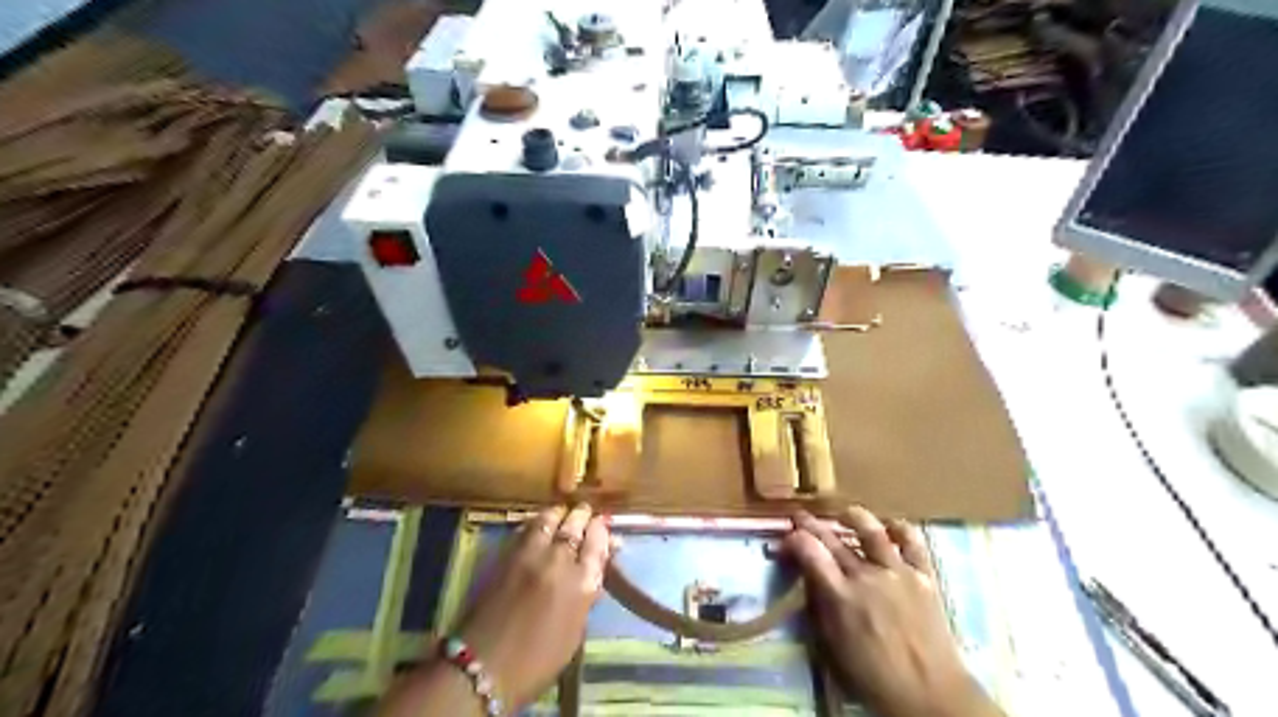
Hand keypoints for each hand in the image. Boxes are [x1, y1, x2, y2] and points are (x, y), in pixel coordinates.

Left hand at [455, 503, 606, 711]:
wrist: (485, 666)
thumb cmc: (539, 659)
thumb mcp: (575, 631)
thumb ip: (587, 595)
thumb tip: (595, 571)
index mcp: (582, 583)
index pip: (597, 542)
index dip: (601, 529)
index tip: (602, 524)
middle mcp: (559, 560)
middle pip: (574, 525)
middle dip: (582, 515)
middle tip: (584, 511)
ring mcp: (530, 554)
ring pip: (548, 519)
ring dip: (558, 513)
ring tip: (562, 512)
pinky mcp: (505, 554)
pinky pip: (526, 528)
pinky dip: (536, 522)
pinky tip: (538, 524)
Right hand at [784, 506, 1002, 716]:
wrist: (930, 696)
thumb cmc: (873, 676)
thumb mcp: (832, 645)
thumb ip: (820, 606)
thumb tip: (809, 577)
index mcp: (841, 596)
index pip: (810, 552)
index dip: (794, 539)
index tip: (787, 537)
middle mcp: (866, 576)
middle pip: (833, 539)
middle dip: (811, 525)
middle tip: (800, 517)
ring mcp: (897, 572)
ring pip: (872, 530)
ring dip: (853, 517)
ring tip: (843, 514)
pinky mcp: (924, 575)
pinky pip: (913, 542)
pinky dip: (900, 528)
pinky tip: (890, 526)